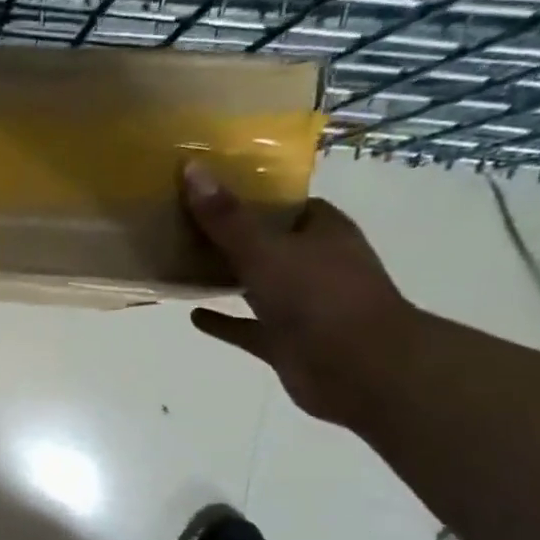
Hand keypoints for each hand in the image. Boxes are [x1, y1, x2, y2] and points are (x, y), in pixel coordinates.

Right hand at [184, 164, 417, 426]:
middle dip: (230, 235)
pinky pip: (247, 327)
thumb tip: (191, 169)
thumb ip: (226, 218)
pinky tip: (193, 315)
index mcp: (321, 233)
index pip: (285, 204)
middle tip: (181, 223)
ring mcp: (300, 305)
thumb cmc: (320, 299)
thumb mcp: (265, 251)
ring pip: (255, 284)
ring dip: (224, 276)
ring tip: (179, 264)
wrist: (360, 370)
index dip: (250, 195)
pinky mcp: (285, 341)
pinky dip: (224, 321)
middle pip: (266, 242)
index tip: (208, 189)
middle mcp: (313, 264)